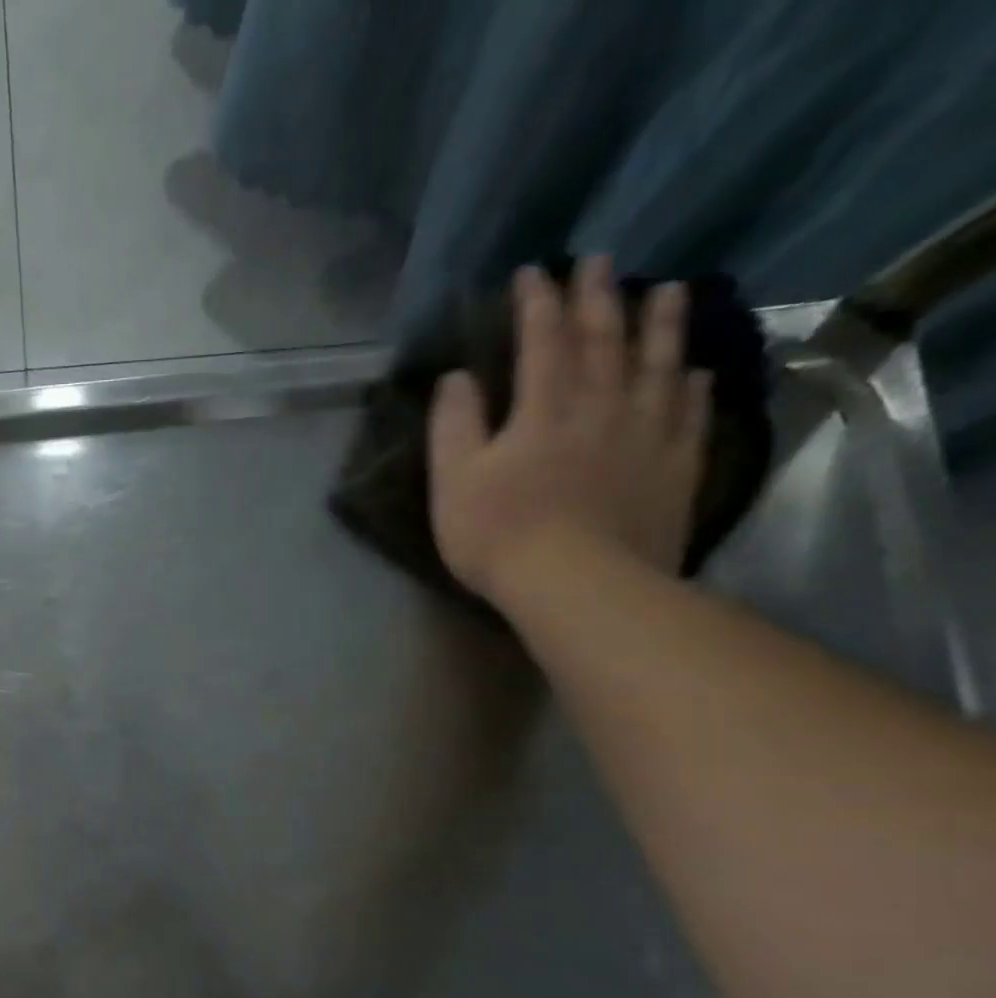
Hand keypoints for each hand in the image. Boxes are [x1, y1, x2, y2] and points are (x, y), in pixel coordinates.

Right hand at [429, 257, 712, 612]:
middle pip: (603, 341)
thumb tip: (455, 377)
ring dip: (661, 326)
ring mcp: (645, 435)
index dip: (537, 303)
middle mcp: (600, 407)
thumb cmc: (500, 534)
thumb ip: (453, 426)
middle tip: (602, 260)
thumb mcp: (453, 482)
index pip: (540, 341)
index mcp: (542, 410)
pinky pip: (690, 416)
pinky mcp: (674, 468)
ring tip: (668, 291)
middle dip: (599, 298)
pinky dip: (694, 388)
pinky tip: (698, 373)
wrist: (578, 584)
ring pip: (658, 366)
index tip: (534, 272)